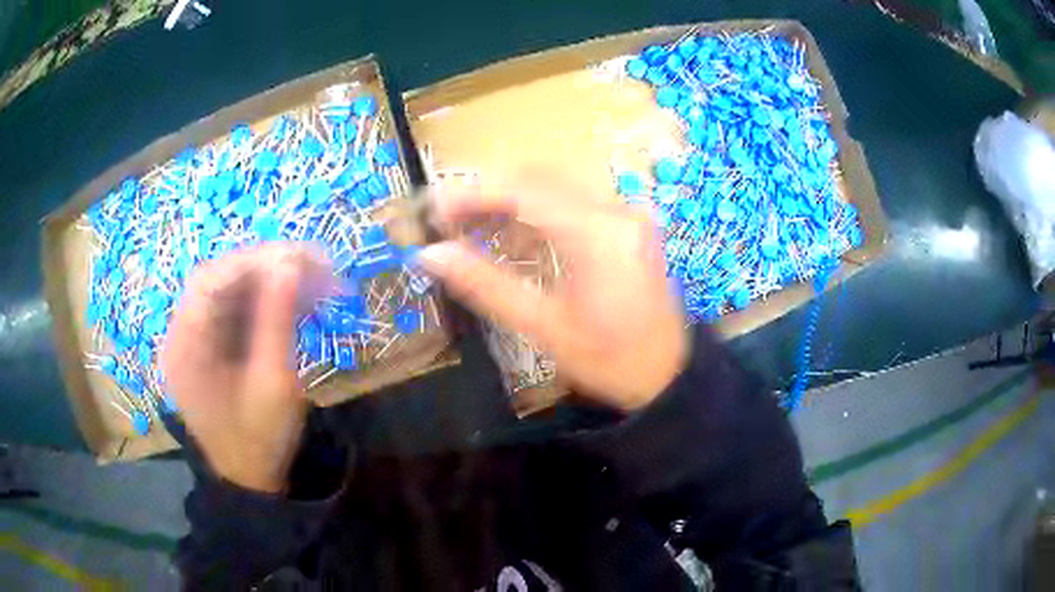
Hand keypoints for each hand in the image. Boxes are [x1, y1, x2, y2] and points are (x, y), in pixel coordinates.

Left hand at [161, 244, 333, 492]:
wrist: (251, 480)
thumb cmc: (259, 440)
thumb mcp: (273, 384)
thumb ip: (277, 320)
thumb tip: (290, 263)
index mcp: (184, 346)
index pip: (211, 280)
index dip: (254, 261)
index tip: (301, 258)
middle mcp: (182, 334)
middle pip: (221, 280)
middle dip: (269, 268)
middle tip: (316, 267)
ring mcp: (195, 338)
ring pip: (232, 291)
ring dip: (273, 283)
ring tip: (316, 285)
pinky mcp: (211, 344)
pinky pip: (237, 310)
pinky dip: (268, 302)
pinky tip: (298, 304)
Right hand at [419, 173, 688, 410]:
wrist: (667, 376)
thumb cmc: (609, 361)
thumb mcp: (543, 327)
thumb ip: (485, 284)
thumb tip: (430, 254)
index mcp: (598, 234)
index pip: (524, 191)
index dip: (472, 193)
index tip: (433, 208)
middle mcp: (616, 210)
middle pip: (539, 180)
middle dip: (487, 195)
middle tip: (447, 221)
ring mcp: (626, 215)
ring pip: (554, 189)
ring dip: (509, 204)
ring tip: (469, 230)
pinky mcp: (628, 225)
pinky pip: (573, 205)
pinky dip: (537, 216)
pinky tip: (510, 239)